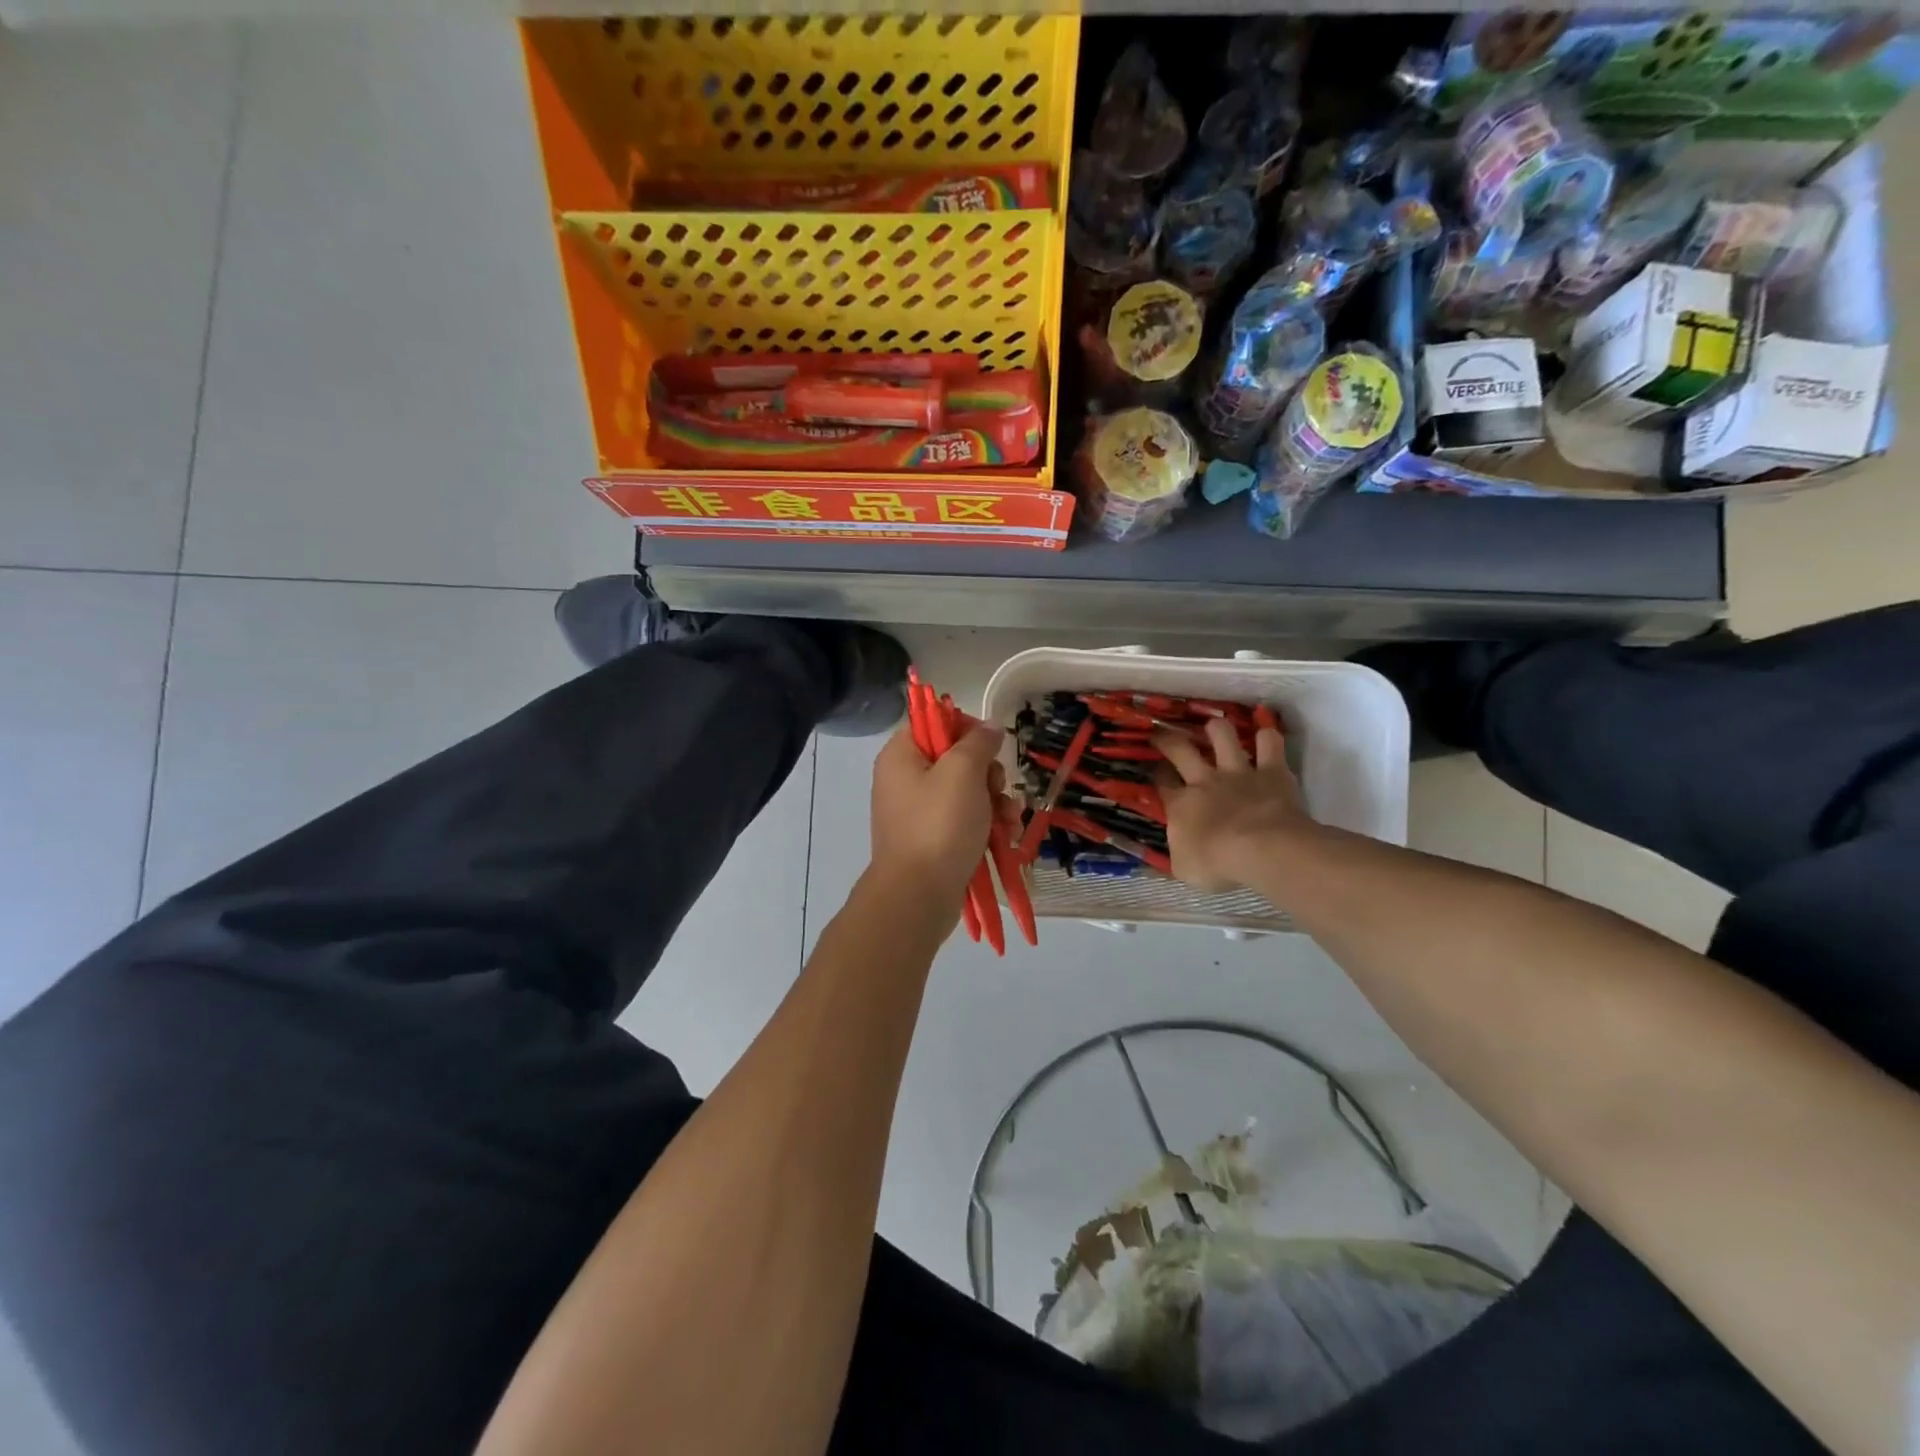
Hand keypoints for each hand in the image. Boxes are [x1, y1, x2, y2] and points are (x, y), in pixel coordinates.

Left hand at [870, 722, 1018, 912]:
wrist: (919, 896)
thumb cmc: (939, 825)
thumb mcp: (963, 772)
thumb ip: (978, 742)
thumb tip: (989, 726)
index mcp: (901, 756)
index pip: (933, 723)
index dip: (966, 728)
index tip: (990, 744)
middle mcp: (906, 780)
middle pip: (956, 759)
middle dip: (988, 773)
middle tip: (996, 788)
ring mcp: (920, 813)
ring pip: (968, 792)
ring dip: (996, 802)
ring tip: (1010, 819)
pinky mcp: (935, 840)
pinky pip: (966, 821)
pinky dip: (988, 825)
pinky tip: (1007, 835)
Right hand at [1154, 718, 1310, 893]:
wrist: (1263, 850)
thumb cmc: (1218, 863)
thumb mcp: (1184, 869)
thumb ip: (1177, 853)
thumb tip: (1174, 847)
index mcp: (1181, 804)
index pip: (1162, 783)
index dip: (1156, 775)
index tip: (1155, 771)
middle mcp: (1205, 780)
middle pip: (1181, 749)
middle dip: (1168, 739)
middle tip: (1163, 734)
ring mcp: (1239, 771)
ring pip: (1222, 734)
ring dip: (1217, 728)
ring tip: (1215, 728)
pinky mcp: (1272, 770)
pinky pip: (1269, 743)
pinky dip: (1267, 737)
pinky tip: (1265, 736)